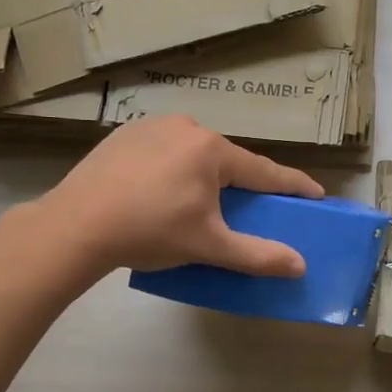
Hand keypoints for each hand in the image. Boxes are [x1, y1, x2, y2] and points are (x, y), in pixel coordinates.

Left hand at [43, 115, 323, 276]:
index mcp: (211, 151)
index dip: (292, 185)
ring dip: (204, 174)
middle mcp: (186, 128)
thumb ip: (256, 255)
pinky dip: (172, 168)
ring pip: (193, 153)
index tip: (315, 194)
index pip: (264, 171)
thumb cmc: (149, 232)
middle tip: (244, 209)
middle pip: (227, 160)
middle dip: (240, 183)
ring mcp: (151, 126)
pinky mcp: (123, 135)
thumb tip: (299, 265)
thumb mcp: (208, 246)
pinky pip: (163, 150)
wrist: (75, 225)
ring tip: (195, 204)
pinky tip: (159, 191)